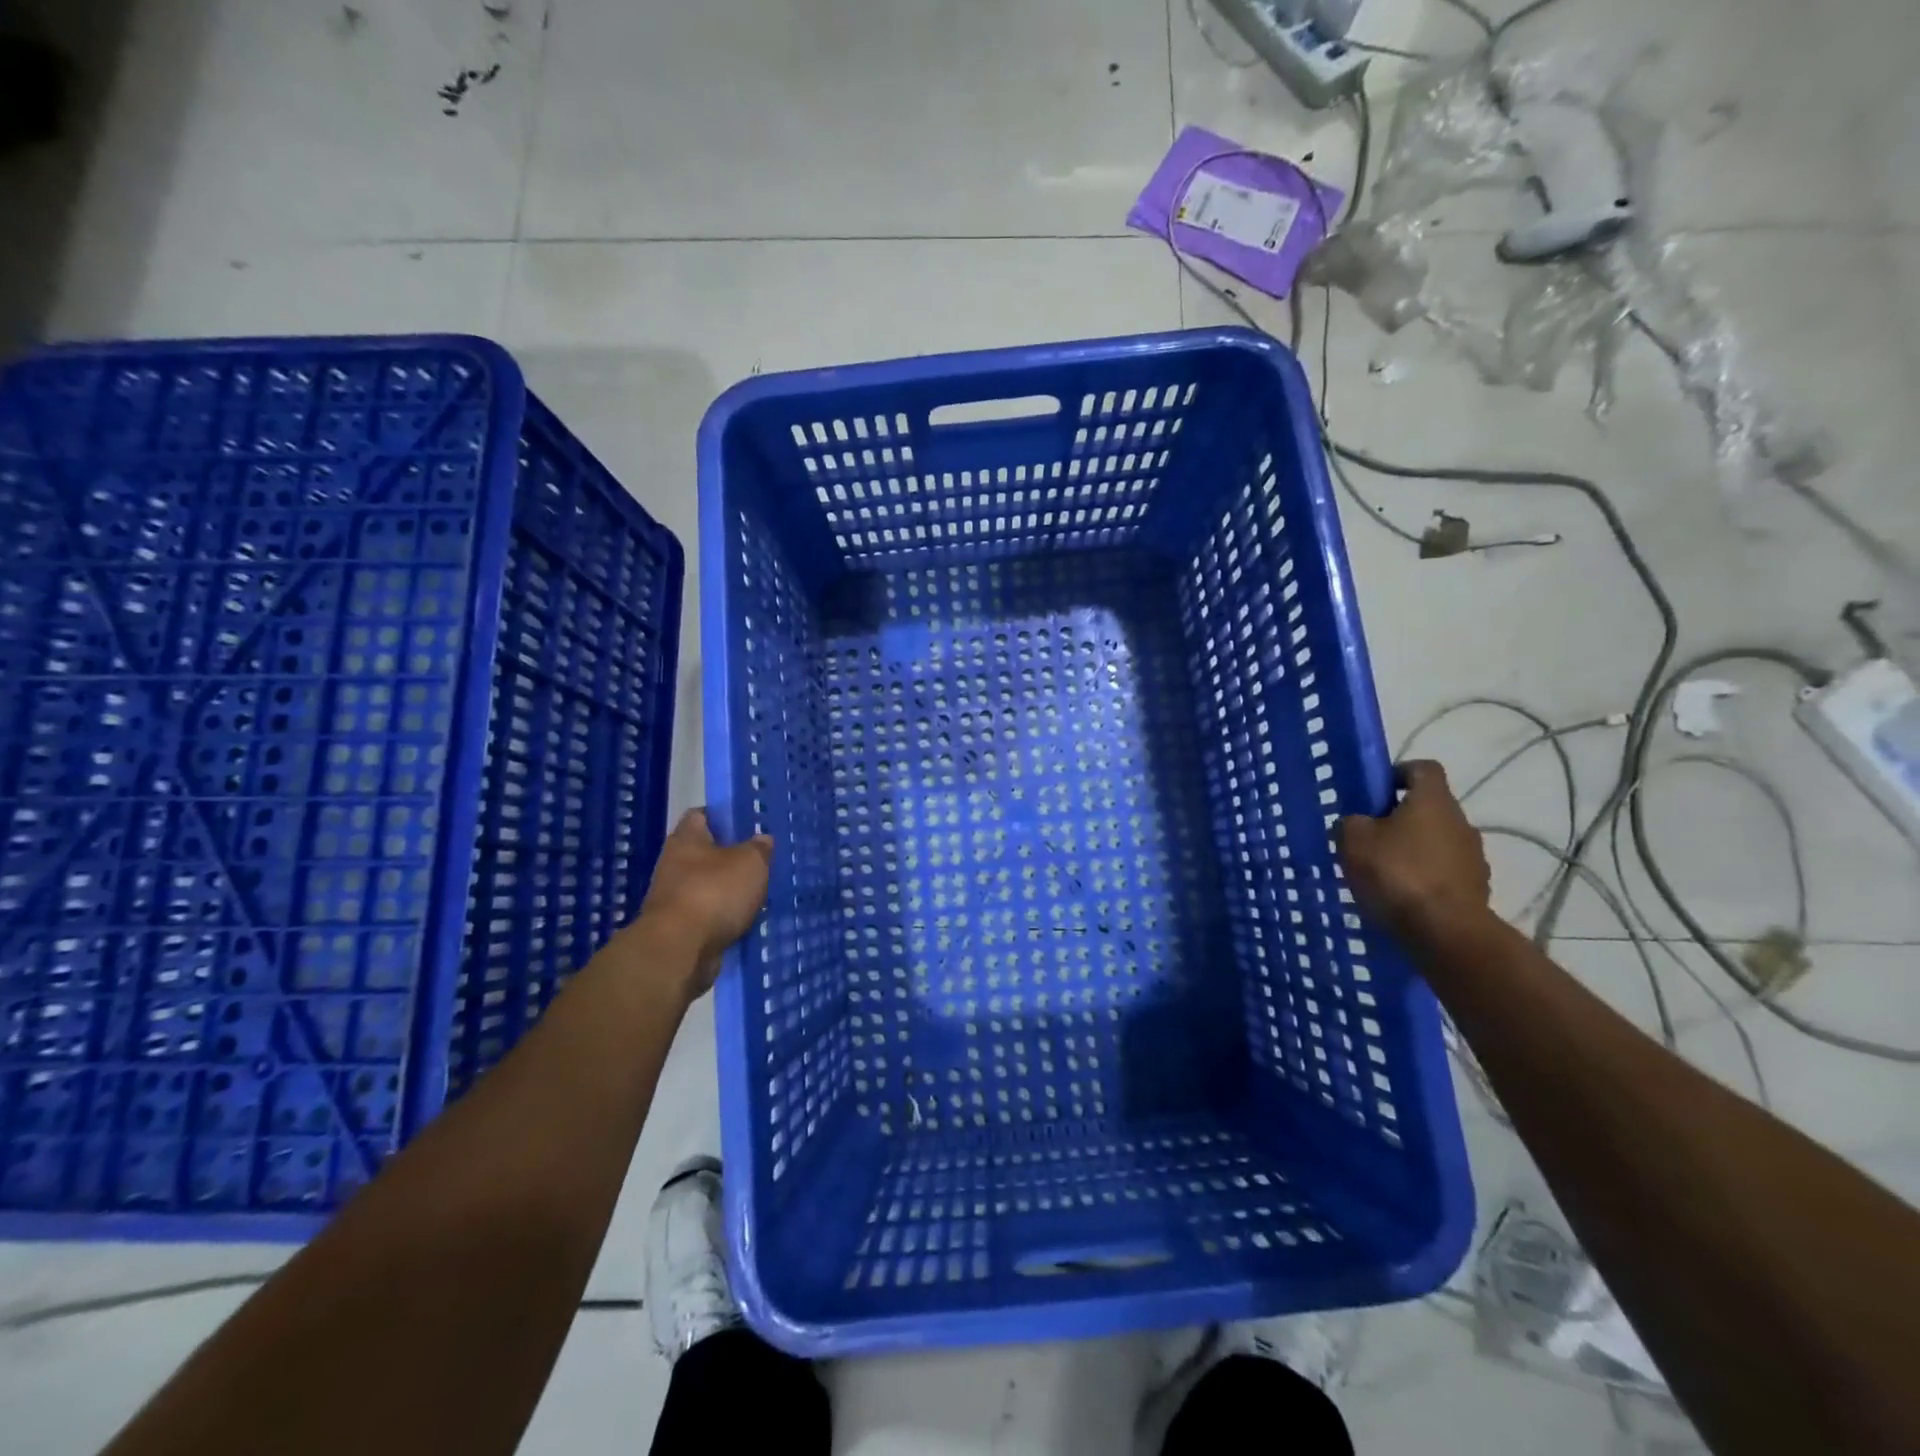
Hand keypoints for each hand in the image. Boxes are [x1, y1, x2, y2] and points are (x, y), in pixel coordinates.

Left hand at [638, 809, 773, 996]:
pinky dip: (723, 917)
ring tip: (757, 894)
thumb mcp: (751, 862)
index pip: (701, 815)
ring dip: (728, 890)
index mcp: (686, 839)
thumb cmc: (714, 892)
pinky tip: (744, 920)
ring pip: (706, 886)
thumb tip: (762, 839)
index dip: (723, 815)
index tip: (746, 823)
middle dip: (729, 857)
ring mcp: (672, 897)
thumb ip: (759, 848)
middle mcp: (673, 864)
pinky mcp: (677, 928)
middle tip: (759, 861)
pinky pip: (706, 914)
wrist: (680, 949)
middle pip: (704, 852)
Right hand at [1335, 760, 1490, 940]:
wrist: (1446, 933)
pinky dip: (1424, 878)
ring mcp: (1474, 857)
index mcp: (1433, 800)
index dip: (1398, 773)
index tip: (1375, 792)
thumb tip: (1358, 823)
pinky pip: (1444, 873)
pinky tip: (1402, 897)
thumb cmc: (1397, 874)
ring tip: (1383, 873)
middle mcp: (1461, 821)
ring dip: (1413, 850)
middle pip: (1428, 808)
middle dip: (1399, 818)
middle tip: (1369, 838)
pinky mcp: (1477, 889)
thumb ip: (1351, 823)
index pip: (1422, 768)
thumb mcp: (1352, 840)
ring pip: (1436, 842)